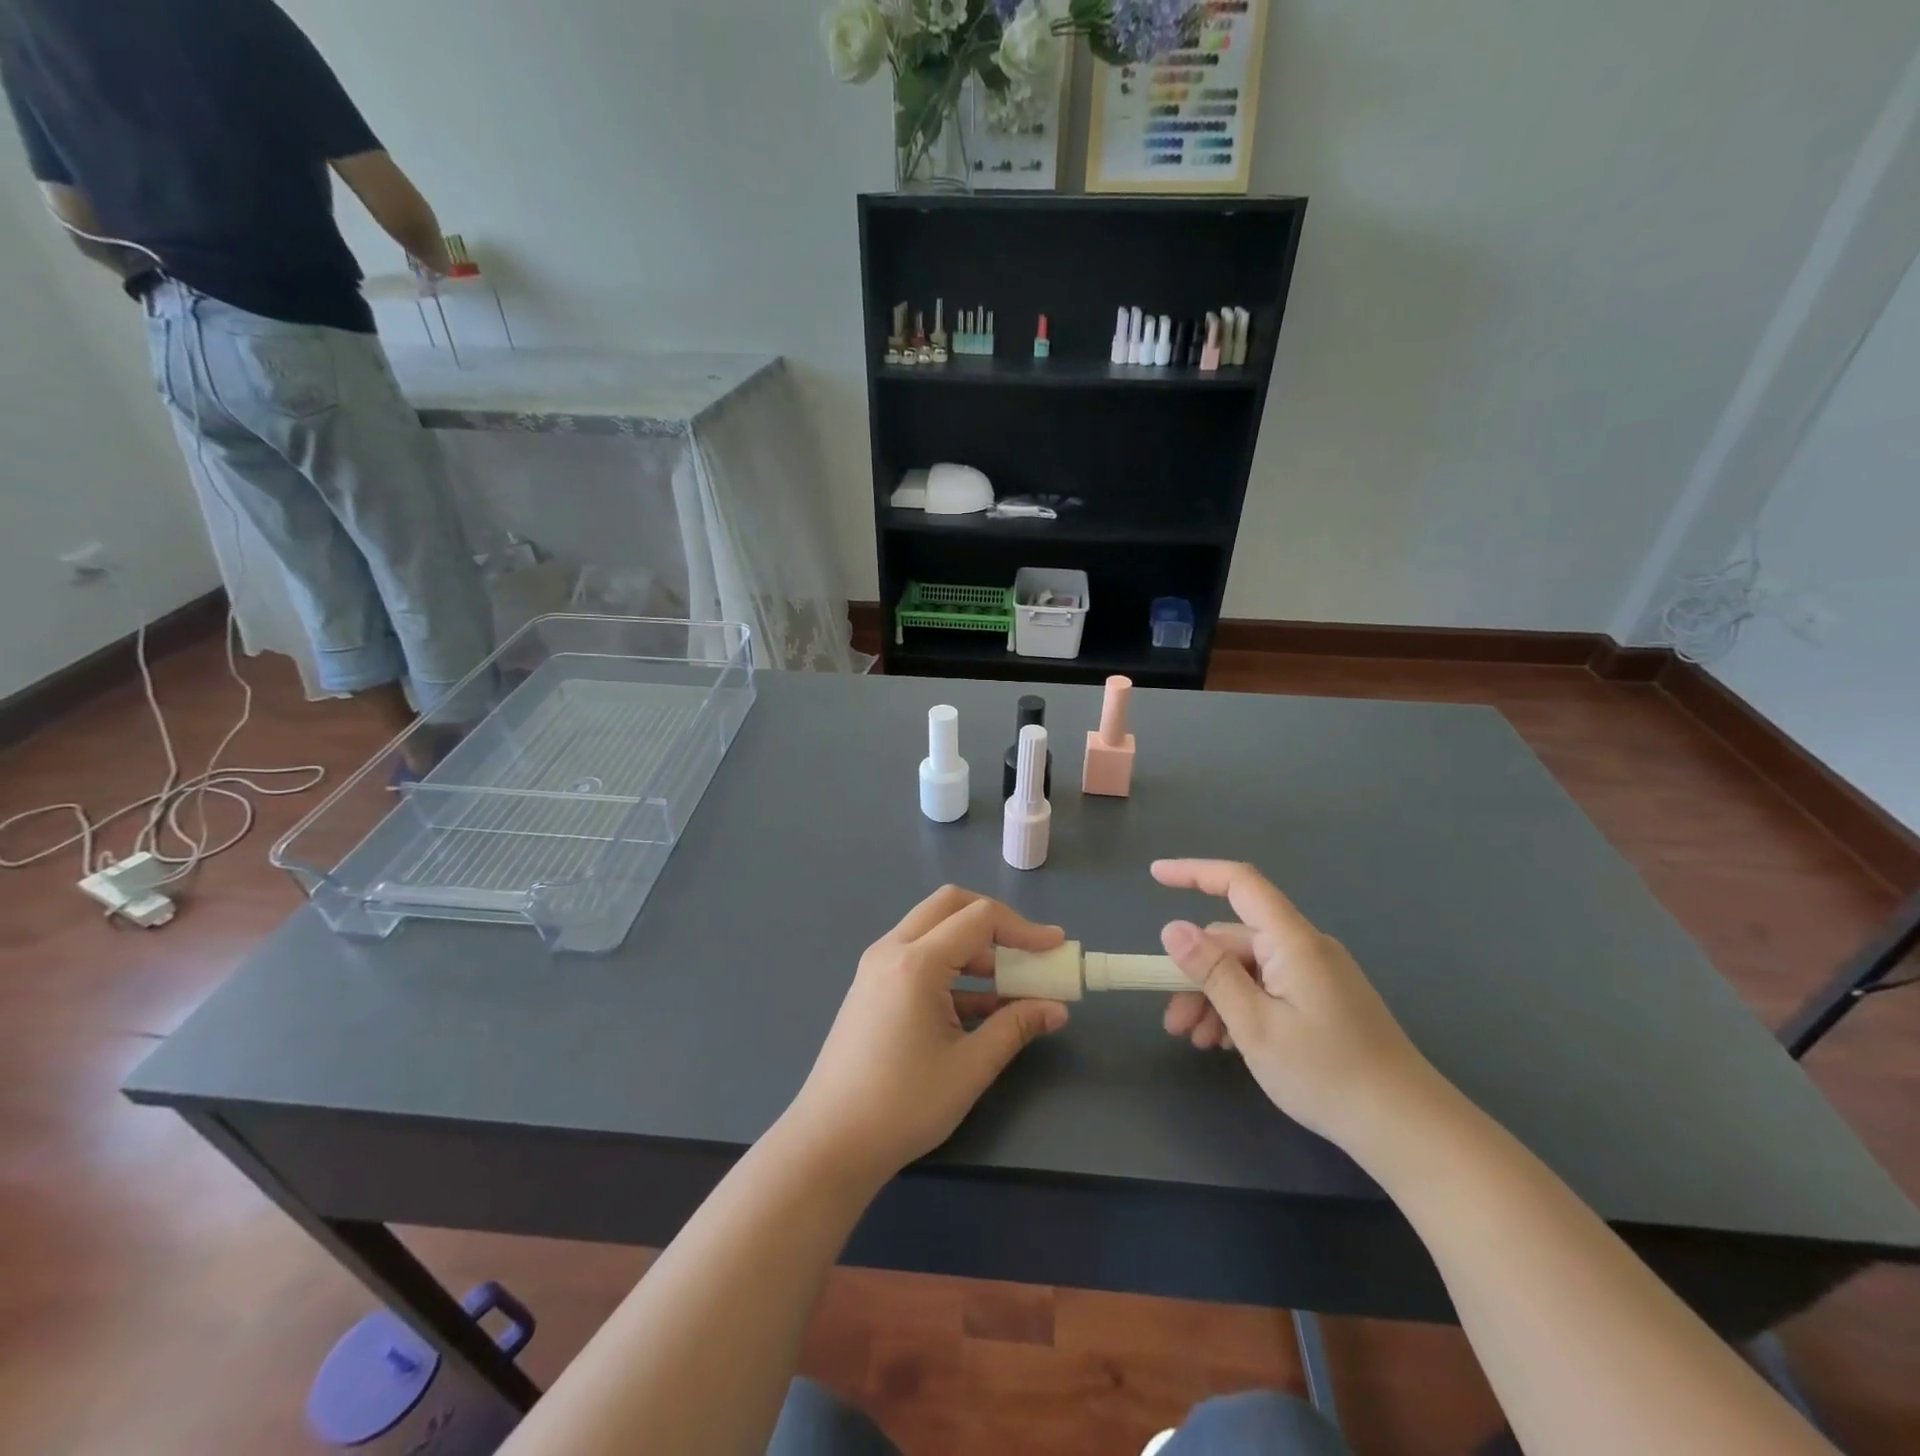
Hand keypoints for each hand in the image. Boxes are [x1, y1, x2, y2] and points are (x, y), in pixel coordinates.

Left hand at [783, 886, 1070, 1188]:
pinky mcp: (872, 986)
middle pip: (950, 906)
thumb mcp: (970, 1067)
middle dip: (995, 921)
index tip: (1056, 947)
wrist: (830, 1143)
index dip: (1023, 928)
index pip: (979, 918)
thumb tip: (1056, 1008)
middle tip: (1028, 950)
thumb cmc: (903, 1105)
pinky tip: (981, 1006)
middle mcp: (892, 950)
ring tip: (1012, 984)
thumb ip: (1015, 1027)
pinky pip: (918, 956)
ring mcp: (877, 966)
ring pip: (933, 929)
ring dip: (974, 946)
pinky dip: (952, 967)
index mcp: (916, 963)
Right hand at [1153, 859, 1445, 1154]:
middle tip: (1174, 1022)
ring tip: (1198, 1041)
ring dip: (1217, 997)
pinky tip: (1229, 1044)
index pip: (1239, 883)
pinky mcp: (1324, 999)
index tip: (1154, 876)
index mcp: (1292, 941)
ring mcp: (1318, 973)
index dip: (1194, 872)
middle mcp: (1306, 947)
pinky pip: (1269, 986)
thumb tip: (1173, 928)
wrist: (1407, 1127)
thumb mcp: (1255, 1025)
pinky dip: (1243, 1007)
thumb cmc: (1326, 1074)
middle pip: (1236, 939)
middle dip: (1197, 973)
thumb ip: (1212, 972)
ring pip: (1249, 968)